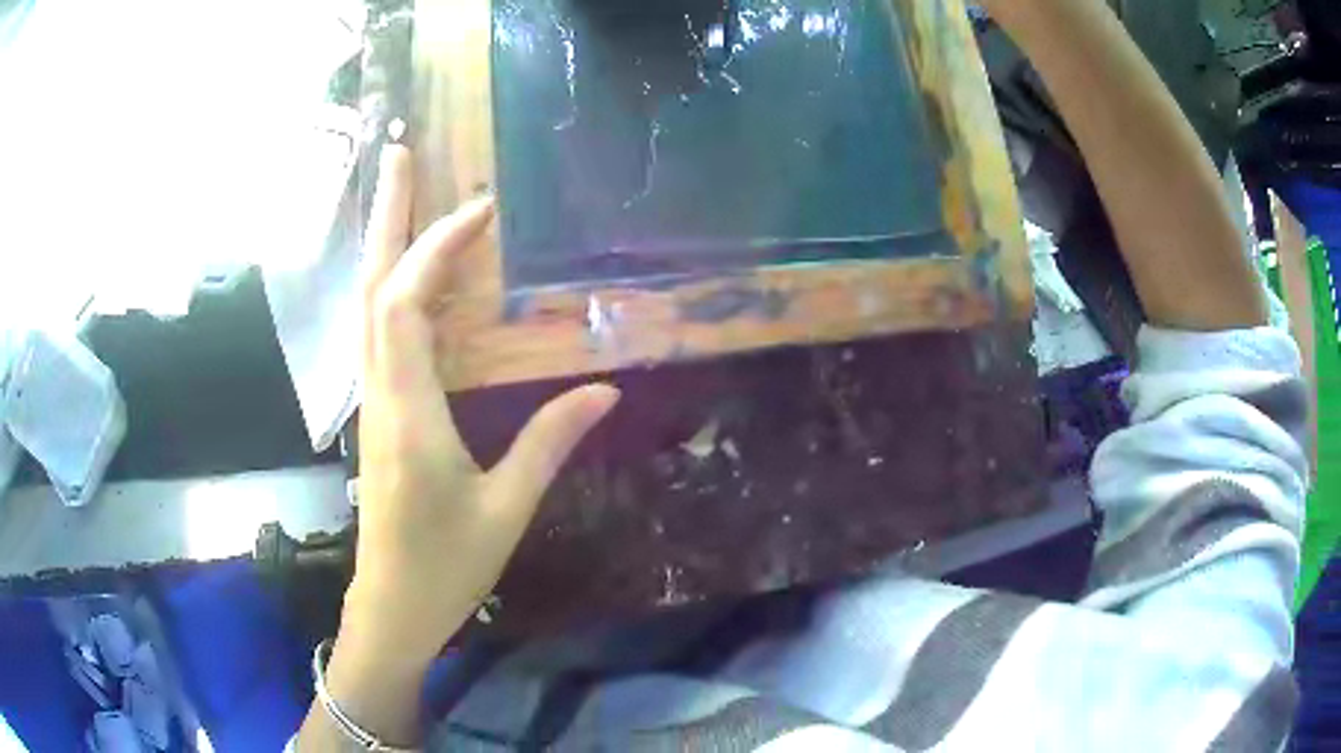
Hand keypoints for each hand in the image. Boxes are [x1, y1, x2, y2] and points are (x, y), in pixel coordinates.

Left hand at [343, 145, 619, 665]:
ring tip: (401, 192)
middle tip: (397, 153)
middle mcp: (378, 393)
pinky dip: (392, 286)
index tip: (481, 207)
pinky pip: (377, 332)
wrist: (391, 606)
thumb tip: (604, 390)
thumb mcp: (505, 510)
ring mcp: (371, 400)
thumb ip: (550, 443)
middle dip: (384, 215)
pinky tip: (410, 272)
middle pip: (370, 287)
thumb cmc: (445, 567)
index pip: (405, 304)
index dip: (436, 246)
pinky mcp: (376, 411)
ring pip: (366, 305)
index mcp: (407, 413)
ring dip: (382, 243)